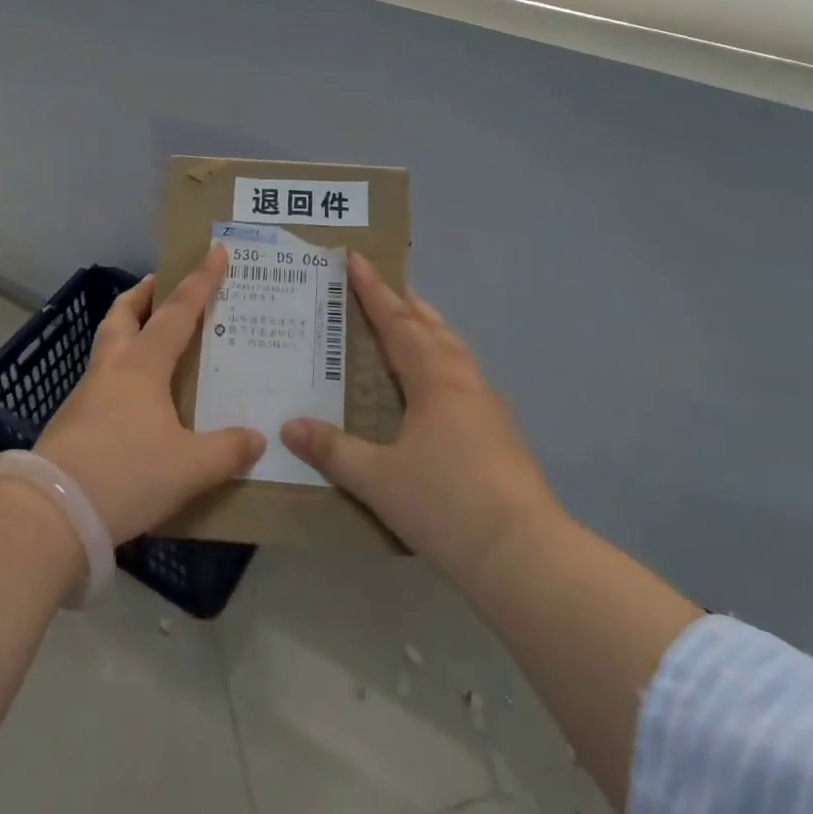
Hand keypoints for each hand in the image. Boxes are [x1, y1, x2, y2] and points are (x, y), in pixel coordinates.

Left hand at [36, 245, 264, 544]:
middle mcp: (112, 367)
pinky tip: (134, 398)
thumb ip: (227, 451)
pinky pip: (101, 379)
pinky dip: (120, 371)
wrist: (51, 512)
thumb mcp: (189, 467)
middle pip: (123, 314)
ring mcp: (86, 393)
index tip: (215, 250)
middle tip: (160, 285)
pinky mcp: (71, 421)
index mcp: (143, 364)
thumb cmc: (126, 474)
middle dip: (143, 295)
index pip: (178, 311)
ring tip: (150, 338)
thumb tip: (256, 439)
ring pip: (107, 344)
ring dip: (126, 329)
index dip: (200, 281)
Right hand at [281, 253, 564, 592]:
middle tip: (382, 285)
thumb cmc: (445, 505)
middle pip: (431, 327)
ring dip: (429, 329)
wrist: (524, 555)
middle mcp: (463, 381)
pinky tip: (437, 387)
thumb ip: (332, 451)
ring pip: (454, 350)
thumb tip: (289, 426)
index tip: (356, 258)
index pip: (397, 322)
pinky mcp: (501, 432)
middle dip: (405, 303)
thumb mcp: (377, 479)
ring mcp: (488, 406)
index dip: (373, 290)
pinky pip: (464, 376)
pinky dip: (443, 361)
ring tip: (411, 322)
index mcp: (434, 379)